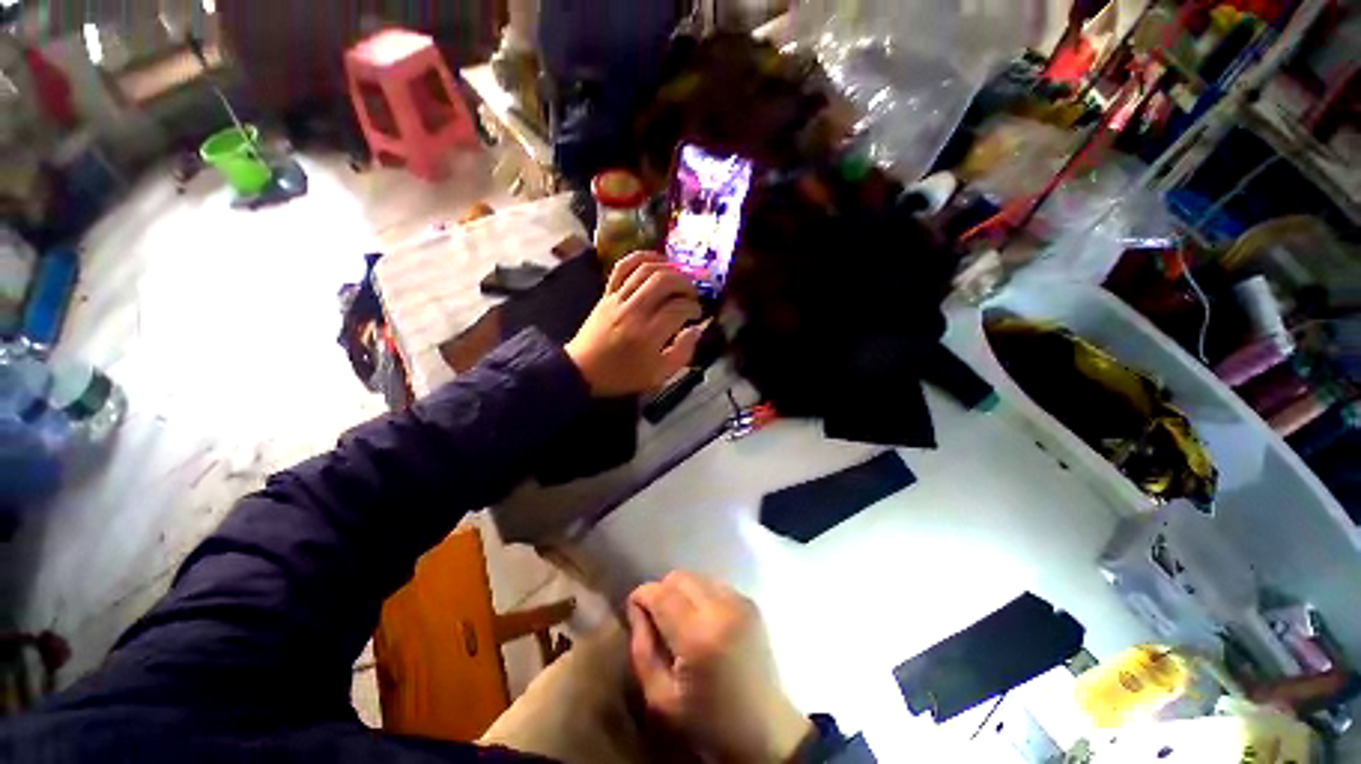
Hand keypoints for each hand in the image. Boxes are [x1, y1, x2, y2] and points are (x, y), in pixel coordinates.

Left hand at [566, 251, 706, 396]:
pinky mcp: (607, 293)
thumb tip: (696, 330)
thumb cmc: (623, 375)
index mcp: (648, 335)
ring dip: (669, 268)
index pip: (678, 308)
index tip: (697, 314)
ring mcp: (618, 299)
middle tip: (692, 294)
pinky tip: (657, 260)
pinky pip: (623, 266)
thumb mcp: (659, 375)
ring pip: (646, 270)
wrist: (583, 370)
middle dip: (685, 283)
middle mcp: (634, 311)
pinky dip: (642, 257)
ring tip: (680, 277)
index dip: (693, 308)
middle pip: (664, 281)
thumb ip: (682, 353)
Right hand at [627, 572, 812, 763]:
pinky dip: (701, 595)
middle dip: (662, 591)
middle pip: (679, 577)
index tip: (634, 607)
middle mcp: (721, 609)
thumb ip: (642, 649)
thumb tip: (637, 609)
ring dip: (682, 592)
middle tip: (657, 618)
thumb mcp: (661, 699)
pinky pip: (715, 584)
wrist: (765, 731)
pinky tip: (703, 621)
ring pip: (697, 577)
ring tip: (681, 621)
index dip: (641, 595)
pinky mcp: (751, 603)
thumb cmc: (708, 722)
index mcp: (698, 637)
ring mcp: (740, 603)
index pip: (660, 594)